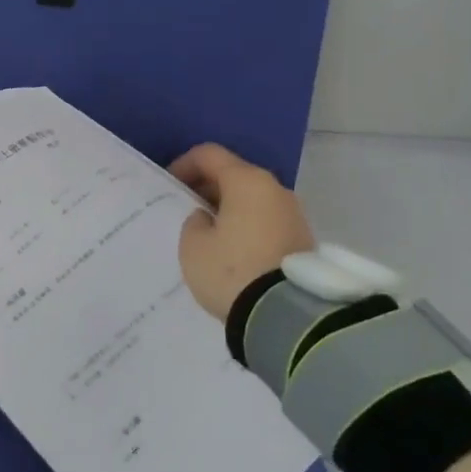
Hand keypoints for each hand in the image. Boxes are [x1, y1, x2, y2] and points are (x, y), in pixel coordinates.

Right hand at [169, 143, 314, 320]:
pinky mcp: (301, 240)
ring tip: (207, 232)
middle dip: (207, 187)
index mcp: (247, 181)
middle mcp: (275, 190)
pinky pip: (264, 220)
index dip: (183, 164)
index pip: (209, 155)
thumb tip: (208, 218)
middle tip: (186, 209)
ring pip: (251, 199)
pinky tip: (230, 248)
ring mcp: (293, 215)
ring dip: (228, 208)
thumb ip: (195, 221)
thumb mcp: (193, 244)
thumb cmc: (231, 270)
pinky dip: (245, 225)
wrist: (286, 316)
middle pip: (234, 175)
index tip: (169, 186)